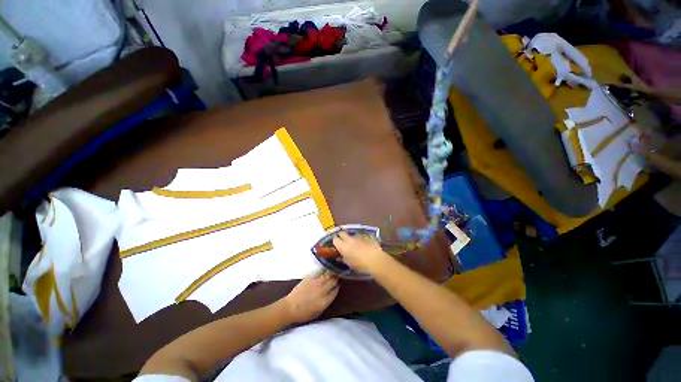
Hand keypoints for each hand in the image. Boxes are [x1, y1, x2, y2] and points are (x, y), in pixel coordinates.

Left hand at [283, 272, 338, 322]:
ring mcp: (316, 282)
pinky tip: (324, 269)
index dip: (337, 286)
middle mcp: (322, 290)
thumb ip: (327, 301)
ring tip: (332, 270)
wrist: (290, 307)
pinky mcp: (310, 277)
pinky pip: (320, 271)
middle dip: (336, 278)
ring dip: (331, 272)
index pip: (335, 290)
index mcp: (325, 301)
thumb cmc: (304, 313)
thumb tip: (332, 292)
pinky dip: (323, 270)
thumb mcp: (318, 312)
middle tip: (337, 275)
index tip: (337, 284)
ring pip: (328, 274)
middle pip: (333, 281)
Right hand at [332, 232, 388, 273]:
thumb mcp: (350, 264)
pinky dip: (362, 239)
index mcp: (343, 246)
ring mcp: (358, 236)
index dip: (335, 241)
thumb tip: (339, 257)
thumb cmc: (360, 265)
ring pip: (352, 235)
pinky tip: (365, 243)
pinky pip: (362, 236)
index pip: (335, 240)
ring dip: (353, 238)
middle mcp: (349, 239)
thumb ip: (344, 259)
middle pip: (342, 233)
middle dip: (342, 236)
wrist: (375, 259)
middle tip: (343, 241)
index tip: (336, 244)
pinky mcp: (367, 236)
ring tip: (356, 243)